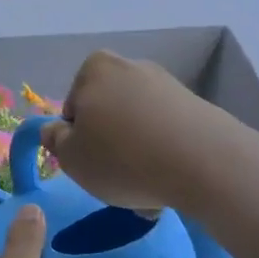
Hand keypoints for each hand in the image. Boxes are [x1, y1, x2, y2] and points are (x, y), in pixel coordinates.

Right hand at [39, 50, 230, 212]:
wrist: (204, 162)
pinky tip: (171, 182)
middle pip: (108, 115)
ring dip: (137, 155)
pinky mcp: (197, 106)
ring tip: (148, 190)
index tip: (91, 165)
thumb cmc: (122, 157)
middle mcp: (131, 67)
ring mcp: (167, 84)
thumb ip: (55, 140)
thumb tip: (55, 129)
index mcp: (94, 69)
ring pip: (138, 127)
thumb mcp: (70, 157)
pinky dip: (164, 155)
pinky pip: (167, 134)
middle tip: (117, 181)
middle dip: (110, 146)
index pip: (73, 109)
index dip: (77, 141)